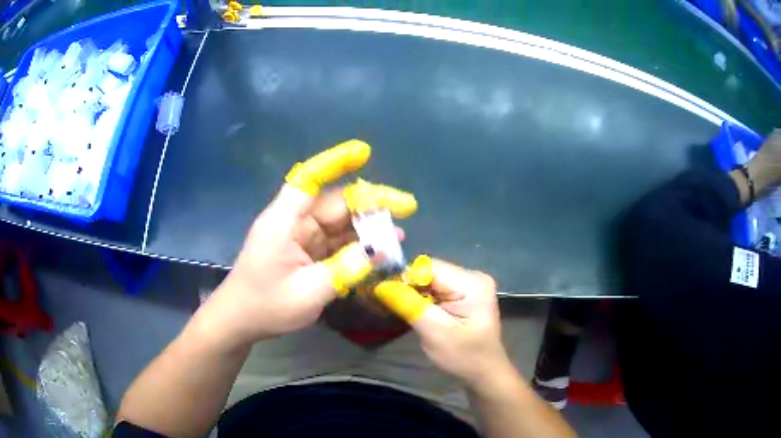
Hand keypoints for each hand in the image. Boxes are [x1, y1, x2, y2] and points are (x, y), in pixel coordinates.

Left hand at [199, 140, 416, 347]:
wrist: (240, 321)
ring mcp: (299, 237)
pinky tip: (379, 252)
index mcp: (284, 222)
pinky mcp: (304, 251)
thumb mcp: (308, 292)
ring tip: (399, 235)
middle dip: (371, 204)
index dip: (335, 161)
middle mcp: (292, 222)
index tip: (365, 152)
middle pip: (334, 202)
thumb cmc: (265, 306)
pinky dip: (357, 245)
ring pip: (339, 222)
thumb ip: (345, 269)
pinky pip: (335, 241)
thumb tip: (380, 249)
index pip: (309, 180)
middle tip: (408, 208)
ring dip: (368, 227)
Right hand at [374, 260, 511, 388]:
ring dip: (418, 295)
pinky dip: (426, 299)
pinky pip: (438, 288)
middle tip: (402, 311)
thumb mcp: (434, 333)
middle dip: (412, 289)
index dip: (405, 279)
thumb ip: (409, 305)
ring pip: (431, 280)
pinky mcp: (466, 293)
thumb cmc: (463, 356)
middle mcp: (473, 276)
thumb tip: (381, 284)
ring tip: (413, 315)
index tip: (390, 299)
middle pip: (430, 272)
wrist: (485, 373)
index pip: (429, 267)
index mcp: (472, 282)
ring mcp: (471, 284)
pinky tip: (424, 315)